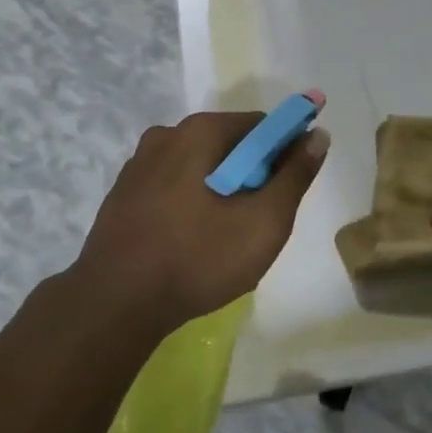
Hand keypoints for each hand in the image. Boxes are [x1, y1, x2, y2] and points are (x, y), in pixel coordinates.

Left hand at [75, 109, 329, 339]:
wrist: (113, 306)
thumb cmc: (197, 259)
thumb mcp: (263, 222)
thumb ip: (295, 175)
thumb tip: (317, 134)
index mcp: (199, 132)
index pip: (260, 126)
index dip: (283, 154)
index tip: (286, 193)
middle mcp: (166, 135)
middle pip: (228, 144)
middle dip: (250, 176)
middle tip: (256, 223)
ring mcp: (138, 165)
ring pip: (199, 167)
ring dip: (220, 191)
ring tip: (223, 239)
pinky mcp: (123, 194)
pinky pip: (172, 186)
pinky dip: (190, 203)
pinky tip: (190, 243)